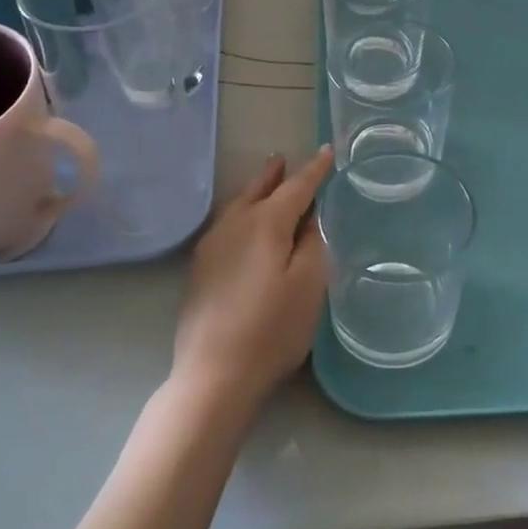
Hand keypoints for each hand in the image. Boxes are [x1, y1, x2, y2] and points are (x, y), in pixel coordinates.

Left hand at [174, 147, 334, 407]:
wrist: (213, 376)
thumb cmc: (271, 330)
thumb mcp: (309, 285)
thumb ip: (313, 243)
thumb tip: (312, 215)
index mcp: (265, 223)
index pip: (296, 187)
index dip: (314, 171)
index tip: (328, 152)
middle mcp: (233, 225)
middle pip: (259, 190)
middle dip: (276, 175)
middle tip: (285, 159)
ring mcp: (211, 247)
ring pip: (238, 205)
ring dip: (255, 191)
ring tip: (267, 182)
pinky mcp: (200, 270)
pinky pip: (226, 224)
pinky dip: (242, 212)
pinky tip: (244, 226)